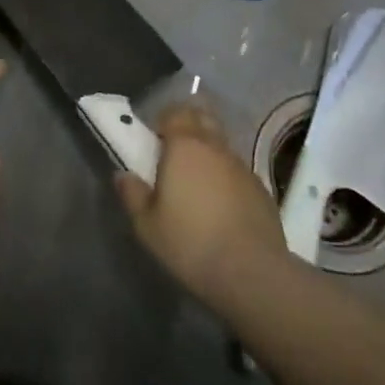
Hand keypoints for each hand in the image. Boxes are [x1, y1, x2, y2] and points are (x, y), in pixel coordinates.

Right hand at [114, 104, 289, 313]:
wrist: (252, 272)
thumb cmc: (191, 243)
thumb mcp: (147, 226)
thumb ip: (132, 194)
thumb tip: (123, 175)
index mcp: (185, 145)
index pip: (175, 112)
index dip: (164, 120)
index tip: (154, 141)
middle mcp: (215, 146)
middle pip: (202, 118)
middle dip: (188, 126)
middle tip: (174, 154)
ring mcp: (242, 165)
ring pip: (221, 145)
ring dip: (208, 154)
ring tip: (197, 185)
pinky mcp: (261, 188)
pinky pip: (237, 171)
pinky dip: (226, 178)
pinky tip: (221, 207)